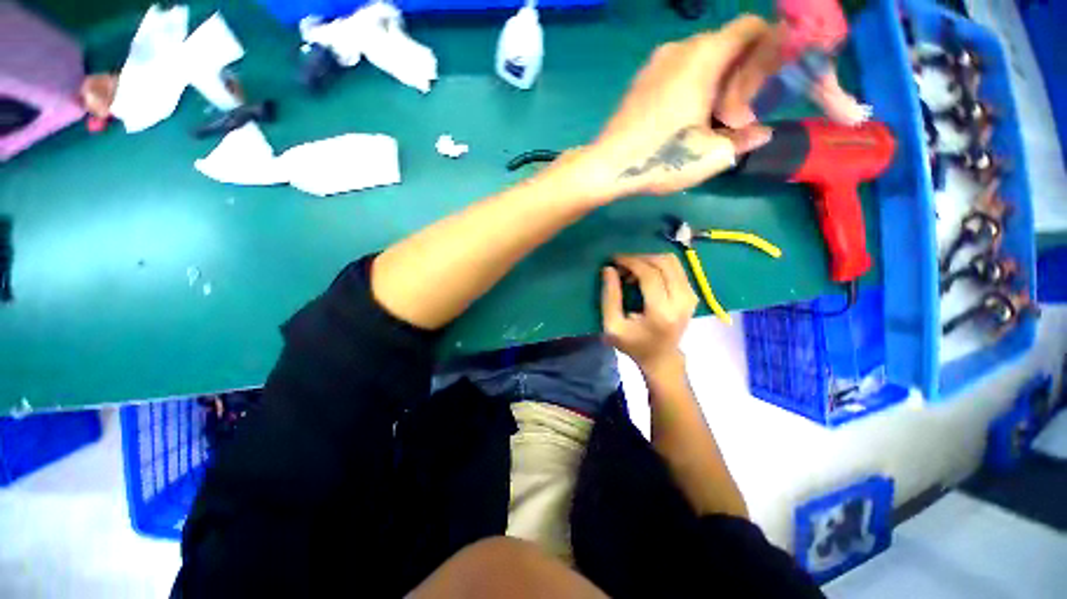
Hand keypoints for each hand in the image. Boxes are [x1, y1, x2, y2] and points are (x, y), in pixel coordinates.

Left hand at [581, 16, 777, 198]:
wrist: (606, 166)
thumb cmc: (661, 158)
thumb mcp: (712, 155)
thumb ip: (745, 138)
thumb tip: (762, 132)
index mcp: (704, 56)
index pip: (751, 27)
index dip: (768, 48)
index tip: (765, 85)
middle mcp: (680, 48)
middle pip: (726, 45)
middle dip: (741, 76)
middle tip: (734, 118)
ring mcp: (655, 63)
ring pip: (701, 60)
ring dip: (716, 85)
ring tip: (708, 125)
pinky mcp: (640, 81)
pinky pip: (677, 72)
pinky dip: (691, 87)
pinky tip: (683, 121)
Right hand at [601, 254, 697, 375]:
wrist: (661, 358)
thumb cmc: (633, 345)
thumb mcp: (612, 326)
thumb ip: (610, 297)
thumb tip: (609, 269)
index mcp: (661, 312)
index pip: (649, 274)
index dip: (630, 262)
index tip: (614, 259)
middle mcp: (681, 301)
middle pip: (663, 263)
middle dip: (639, 258)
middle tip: (622, 265)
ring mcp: (690, 297)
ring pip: (672, 262)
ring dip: (649, 260)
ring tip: (632, 270)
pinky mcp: (692, 294)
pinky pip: (676, 268)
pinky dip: (658, 265)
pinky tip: (645, 274)